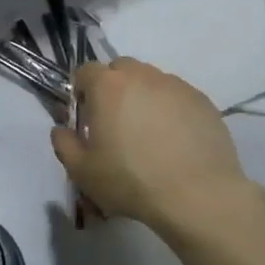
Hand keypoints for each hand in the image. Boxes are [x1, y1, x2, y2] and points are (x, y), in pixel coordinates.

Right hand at [51, 58, 261, 237]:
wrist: (197, 195)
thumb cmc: (130, 180)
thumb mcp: (82, 171)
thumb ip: (64, 144)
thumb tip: (62, 129)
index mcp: (107, 86)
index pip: (85, 71)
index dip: (81, 91)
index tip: (86, 117)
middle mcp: (142, 76)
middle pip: (121, 69)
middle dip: (113, 88)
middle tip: (116, 122)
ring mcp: (176, 86)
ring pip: (152, 81)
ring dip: (143, 97)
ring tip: (149, 133)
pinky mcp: (203, 101)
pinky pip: (178, 97)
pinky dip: (171, 110)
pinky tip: (175, 141)